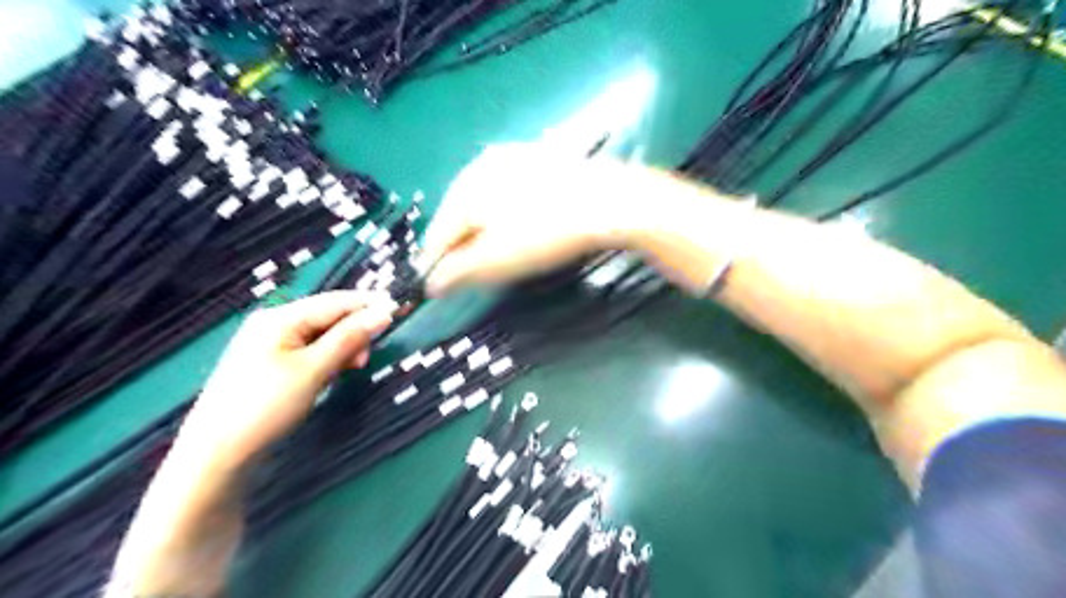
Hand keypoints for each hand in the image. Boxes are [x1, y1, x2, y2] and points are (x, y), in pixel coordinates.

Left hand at [178, 290, 393, 466]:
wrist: (217, 453)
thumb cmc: (266, 405)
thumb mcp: (314, 369)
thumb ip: (349, 338)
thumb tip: (384, 312)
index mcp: (280, 318)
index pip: (335, 301)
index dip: (368, 304)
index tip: (399, 310)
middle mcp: (274, 323)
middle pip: (328, 317)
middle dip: (353, 332)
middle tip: (365, 359)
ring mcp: (269, 343)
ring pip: (321, 335)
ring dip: (342, 348)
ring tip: (350, 369)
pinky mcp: (270, 363)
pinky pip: (309, 350)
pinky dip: (326, 359)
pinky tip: (330, 374)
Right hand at [423, 143, 639, 296]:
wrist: (608, 201)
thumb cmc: (546, 233)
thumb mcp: (497, 261)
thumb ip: (458, 273)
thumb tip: (432, 284)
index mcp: (465, 187)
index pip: (438, 233)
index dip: (436, 263)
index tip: (438, 285)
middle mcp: (482, 165)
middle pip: (459, 215)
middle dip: (461, 245)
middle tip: (469, 272)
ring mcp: (513, 158)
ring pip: (485, 201)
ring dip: (483, 229)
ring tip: (495, 253)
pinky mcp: (540, 160)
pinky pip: (510, 192)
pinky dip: (507, 213)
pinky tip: (521, 226)